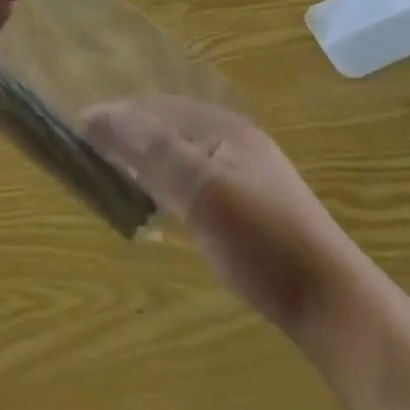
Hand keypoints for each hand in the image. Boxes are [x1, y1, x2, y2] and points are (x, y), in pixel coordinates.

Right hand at [86, 97, 353, 340]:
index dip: (116, 113)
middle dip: (129, 129)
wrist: (332, 302)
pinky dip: (165, 177)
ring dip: (146, 153)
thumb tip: (98, 114)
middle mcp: (232, 139)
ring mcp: (243, 171)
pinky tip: (157, 197)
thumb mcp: (203, 191)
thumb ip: (152, 151)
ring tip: (114, 168)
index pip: (156, 106)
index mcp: (223, 127)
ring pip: (180, 149)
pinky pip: (193, 174)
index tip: (77, 129)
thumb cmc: (263, 240)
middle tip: (89, 149)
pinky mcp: (247, 204)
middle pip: (168, 123)